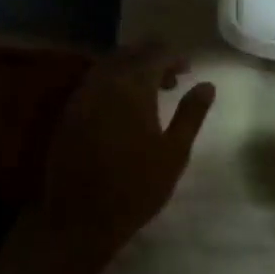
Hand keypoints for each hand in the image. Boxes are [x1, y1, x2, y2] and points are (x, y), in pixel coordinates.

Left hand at [39, 47, 214, 266]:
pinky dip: (111, 82)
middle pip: (128, 54)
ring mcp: (81, 98)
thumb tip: (207, 85)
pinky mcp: (67, 115)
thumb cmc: (137, 187)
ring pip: (107, 66)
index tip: (188, 69)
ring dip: (130, 68)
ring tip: (150, 89)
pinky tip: (122, 104)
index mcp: (132, 88)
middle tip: (172, 76)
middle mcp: (103, 84)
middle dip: (151, 57)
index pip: (155, 55)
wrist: (82, 219)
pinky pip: (92, 83)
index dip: (174, 57)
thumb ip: (191, 114)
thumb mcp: (174, 152)